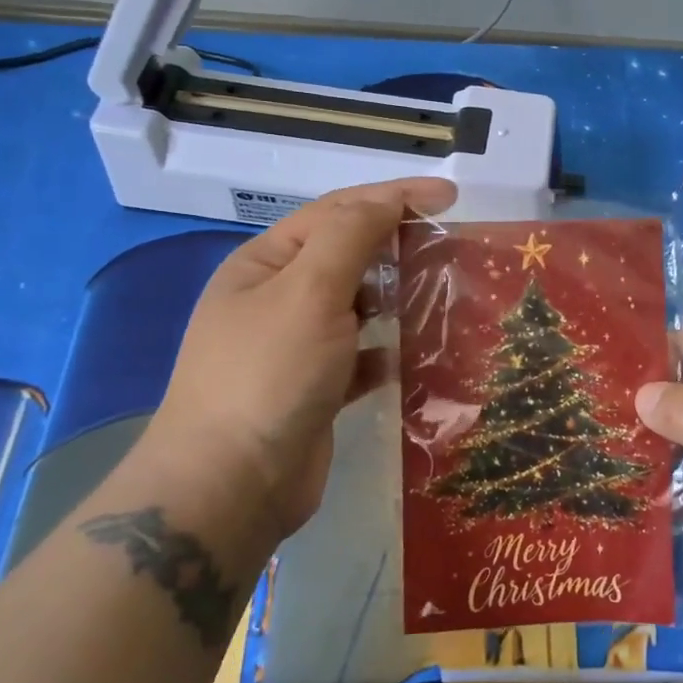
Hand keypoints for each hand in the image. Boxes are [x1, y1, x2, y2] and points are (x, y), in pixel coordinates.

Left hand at [139, 177, 457, 546]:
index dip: (394, 196)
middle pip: (346, 255)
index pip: (337, 211)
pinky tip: (412, 354)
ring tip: (440, 295)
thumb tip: (386, 200)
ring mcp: (294, 346)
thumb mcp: (309, 290)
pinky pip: (359, 356)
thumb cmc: (270, 373)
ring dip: (395, 298)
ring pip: (356, 307)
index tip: (450, 197)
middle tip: (448, 247)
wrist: (231, 485)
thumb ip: (350, 236)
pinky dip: (386, 350)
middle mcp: (277, 298)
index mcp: (266, 263)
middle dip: (395, 246)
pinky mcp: (314, 389)